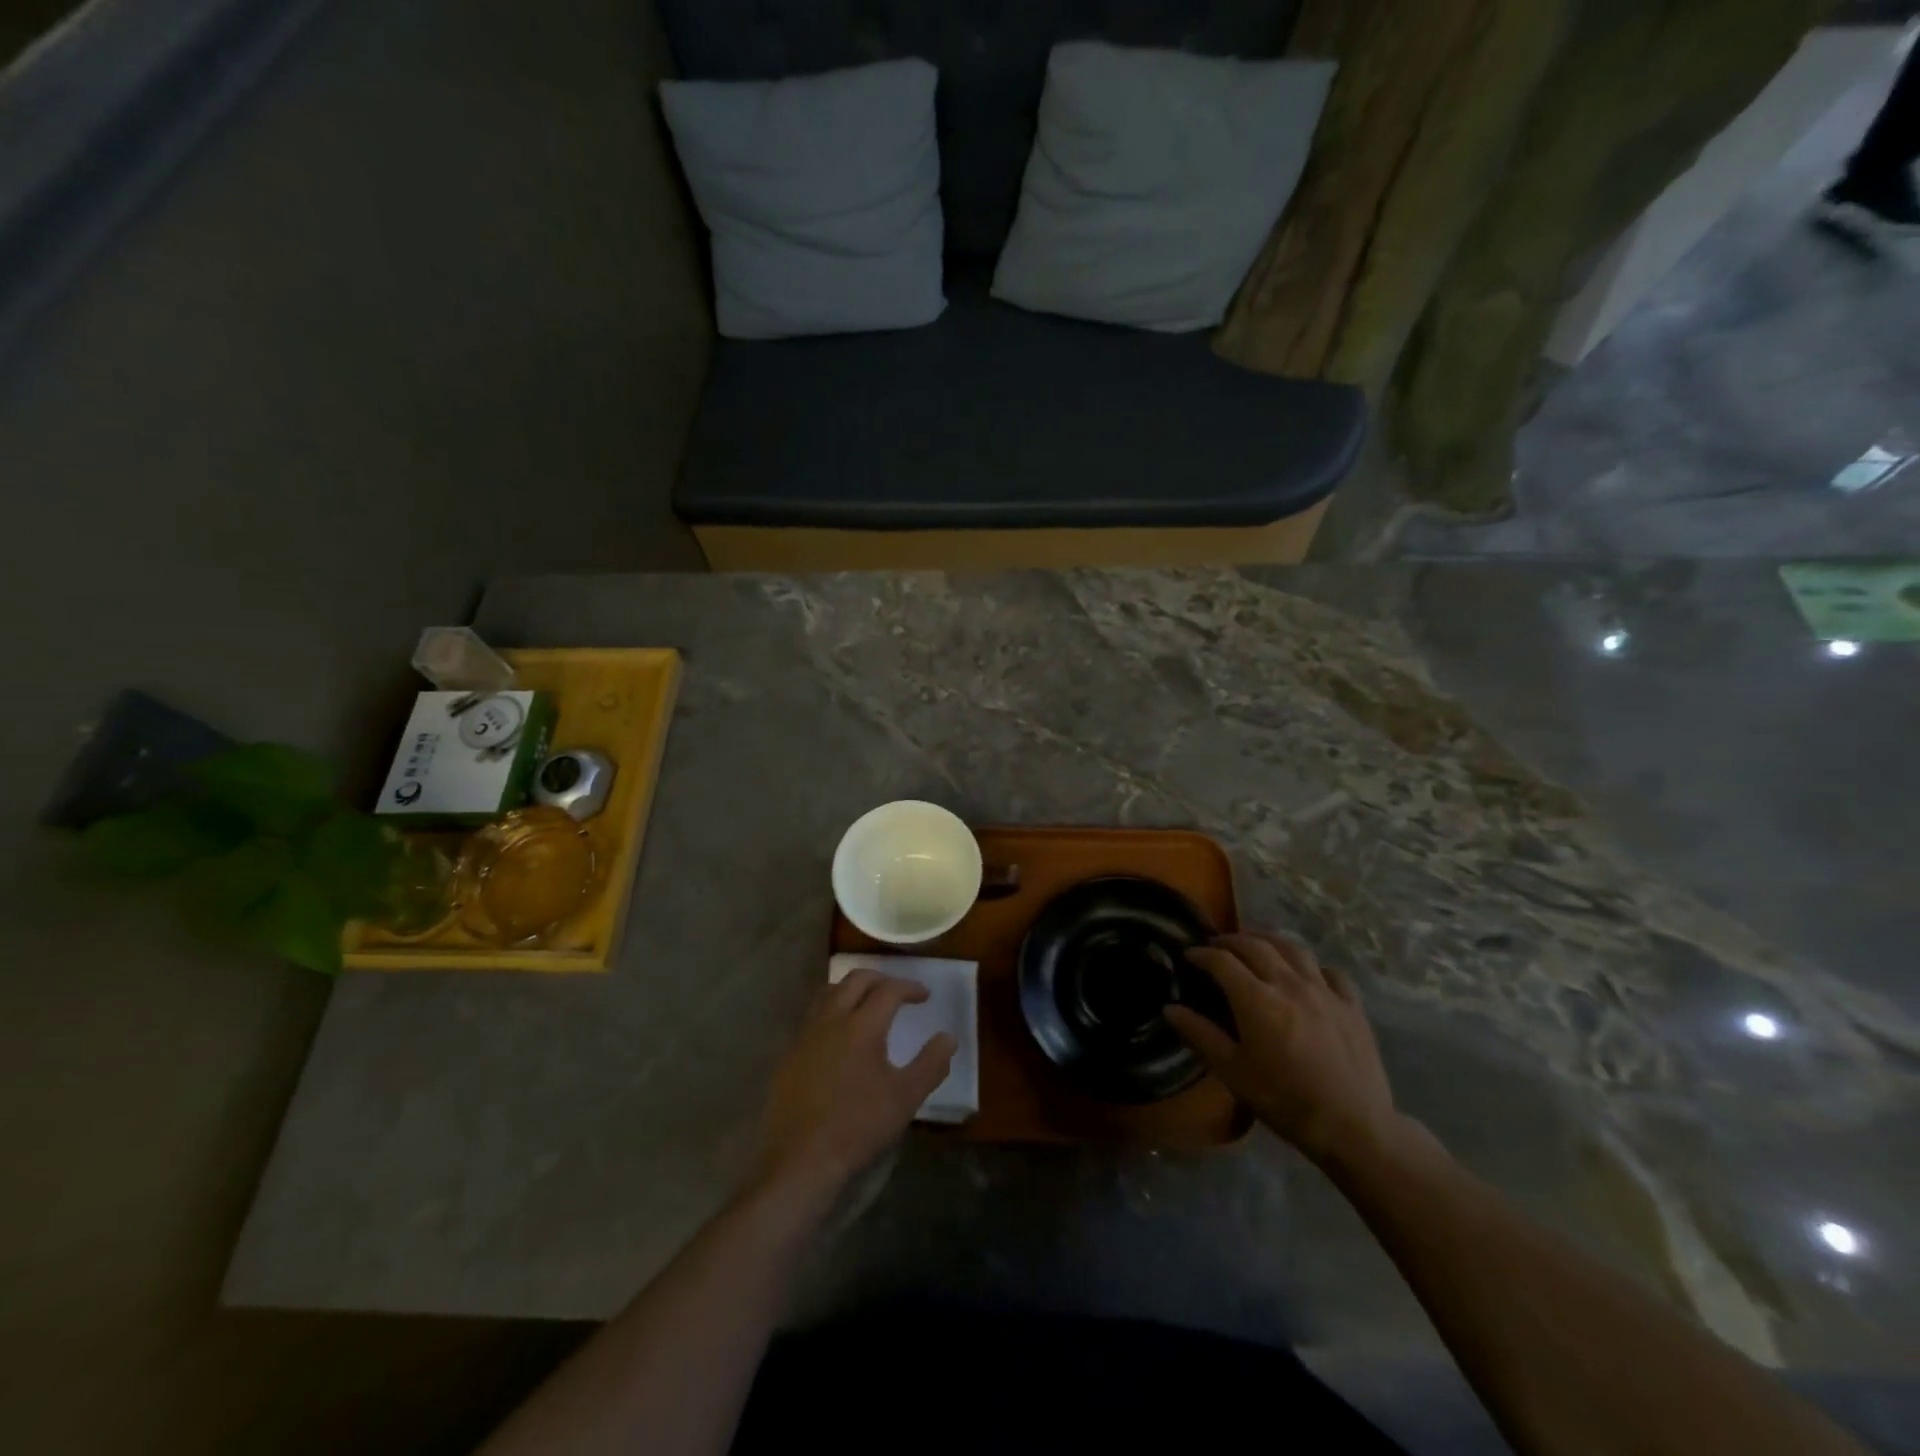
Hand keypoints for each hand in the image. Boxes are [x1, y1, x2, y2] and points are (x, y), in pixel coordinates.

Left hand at [755, 971, 954, 1203]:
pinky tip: (839, 1037)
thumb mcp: (905, 1098)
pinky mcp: (790, 1055)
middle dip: (880, 979)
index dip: (909, 988)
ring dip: (852, 989)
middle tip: (897, 992)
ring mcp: (805, 1036)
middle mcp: (831, 1020)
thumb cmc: (858, 1126)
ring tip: (867, 1004)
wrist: (800, 1161)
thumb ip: (931, 1063)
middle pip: (856, 980)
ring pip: (829, 993)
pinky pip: (812, 1017)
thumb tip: (948, 1038)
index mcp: (862, 1026)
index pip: (889, 990)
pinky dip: (831, 1012)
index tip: (924, 996)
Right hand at [1166, 932, 1399, 1167]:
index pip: (1222, 961)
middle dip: (1231, 940)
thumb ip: (1200, 1035)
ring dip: (1269, 940)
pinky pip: (1330, 972)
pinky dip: (1311, 966)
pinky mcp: (1351, 1005)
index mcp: (1257, 999)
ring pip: (1293, 949)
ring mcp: (1324, 991)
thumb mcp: (1233, 1073)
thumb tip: (1170, 1009)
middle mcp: (1289, 984)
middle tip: (1217, 946)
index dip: (1202, 954)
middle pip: (1256, 946)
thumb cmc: (1285, 1100)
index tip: (1189, 955)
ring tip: (1256, 944)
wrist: (1354, 1127)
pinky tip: (1306, 974)